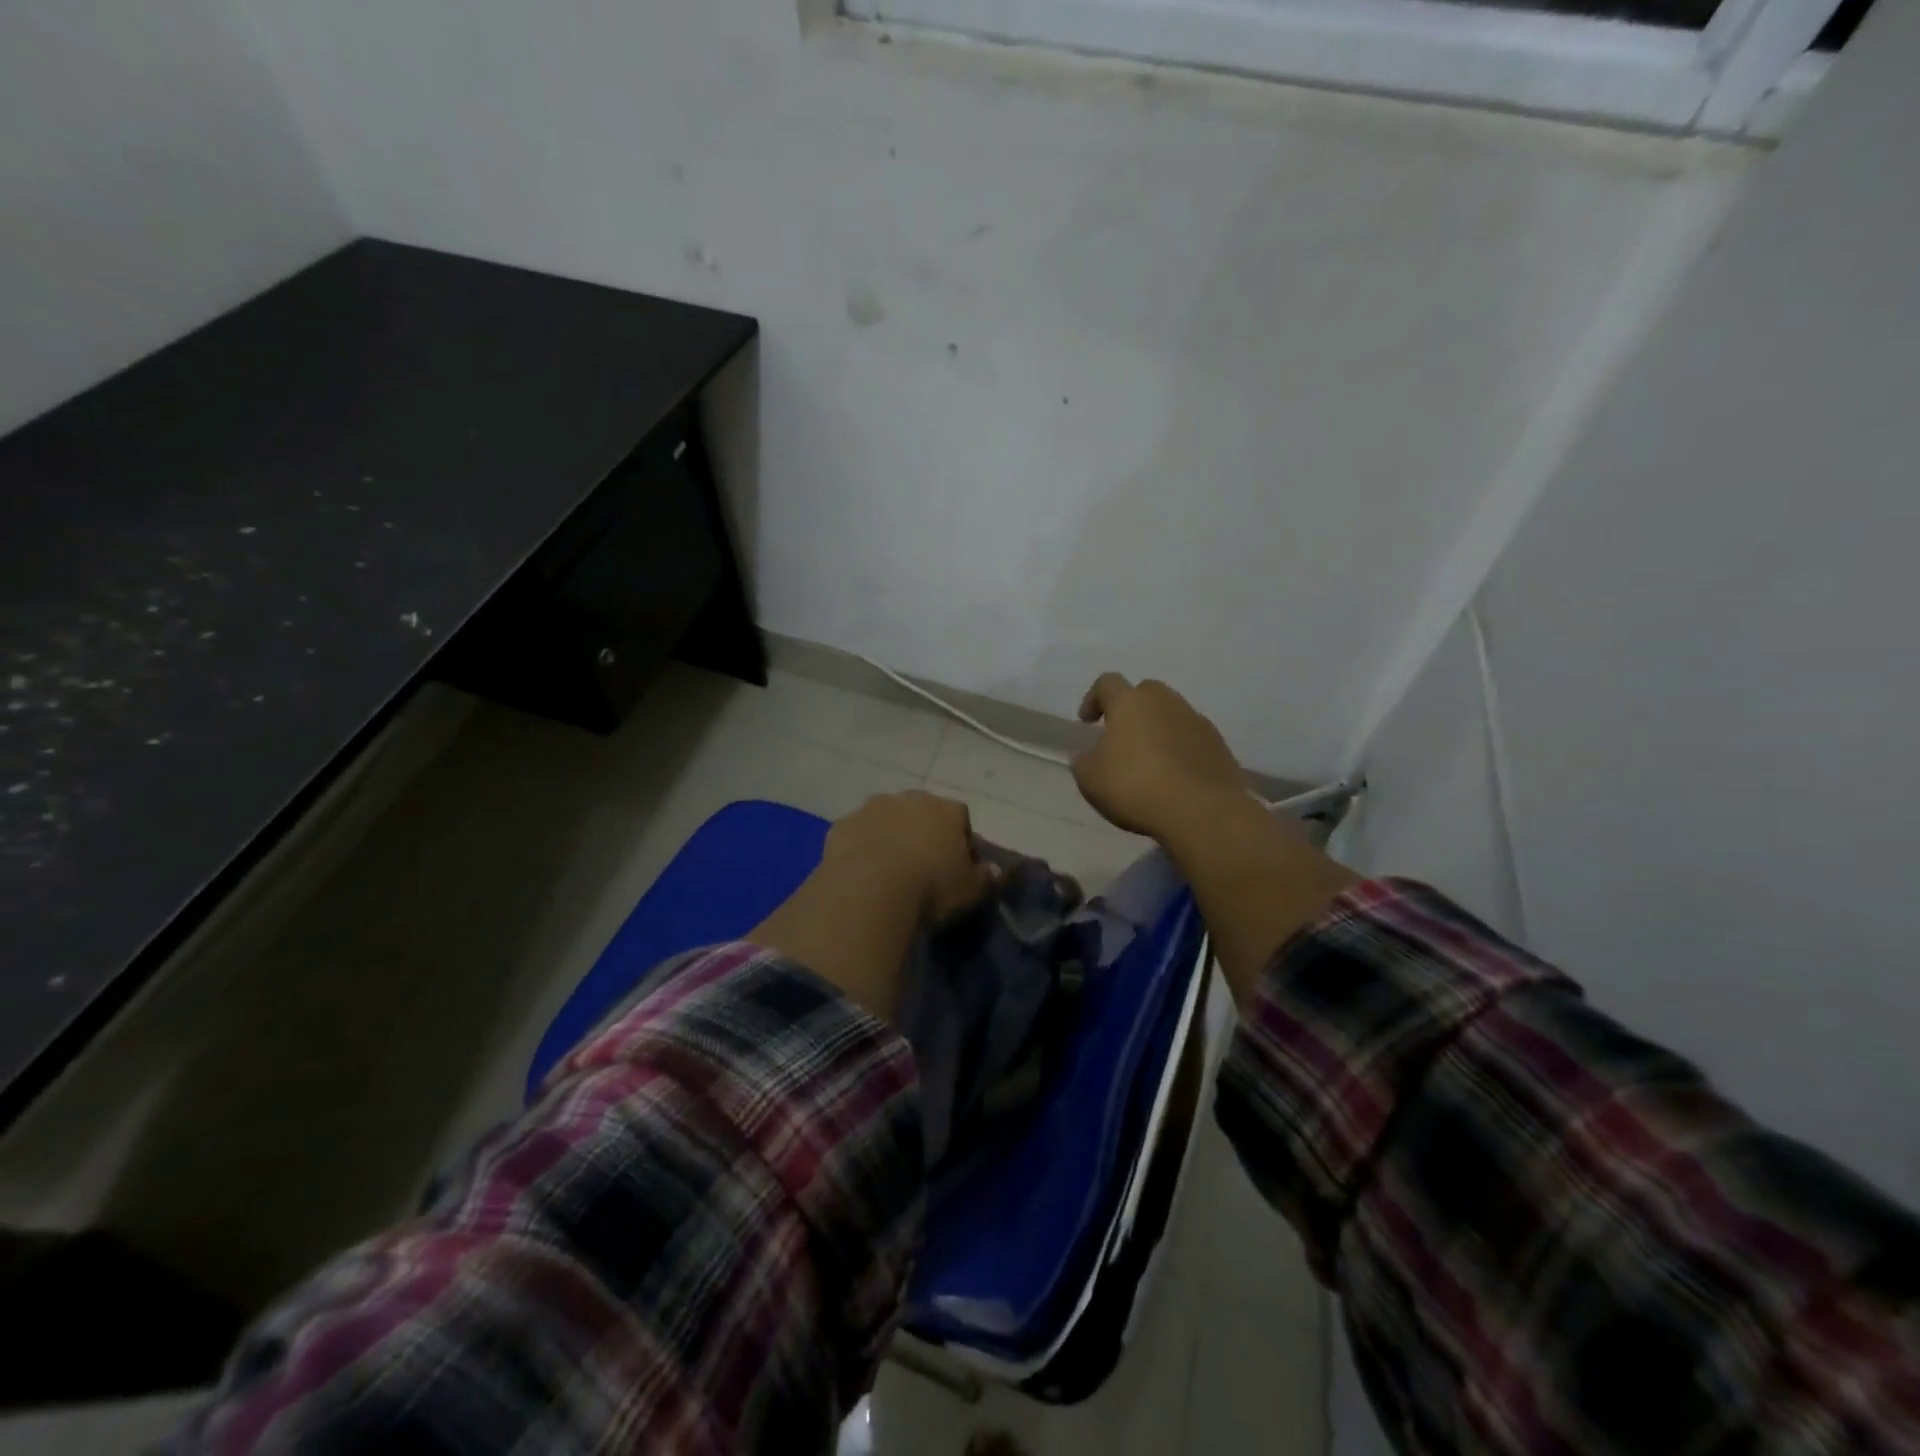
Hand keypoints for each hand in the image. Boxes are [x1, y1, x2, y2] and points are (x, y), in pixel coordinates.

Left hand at [751, 791, 994, 1022]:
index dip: (960, 841)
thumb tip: (996, 871)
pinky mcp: (843, 824)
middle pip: (921, 812)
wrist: (870, 888)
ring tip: (888, 870)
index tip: (955, 866)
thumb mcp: (969, 890)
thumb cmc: (931, 886)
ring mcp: (873, 808)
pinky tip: (861, 872)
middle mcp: (910, 799)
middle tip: (921, 866)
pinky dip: (861, 846)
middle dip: (922, 832)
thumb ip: (986, 877)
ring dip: (889, 835)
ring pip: (886, 818)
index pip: (961, 818)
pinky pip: (857, 833)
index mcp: (947, 809)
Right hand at [1071, 674, 1249, 840]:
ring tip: (1150, 761)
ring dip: (1158, 729)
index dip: (1094, 698)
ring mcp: (1196, 721)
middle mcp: (1165, 702)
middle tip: (1122, 736)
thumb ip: (1084, 761)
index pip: (1108, 683)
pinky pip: (1192, 738)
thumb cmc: (1135, 788)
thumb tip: (1089, 755)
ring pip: (1172, 714)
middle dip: (1132, 708)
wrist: (1201, 811)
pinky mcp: (1219, 745)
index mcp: (1130, 703)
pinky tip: (1174, 776)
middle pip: (1146, 692)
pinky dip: (1180, 749)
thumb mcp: (1090, 780)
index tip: (1087, 722)